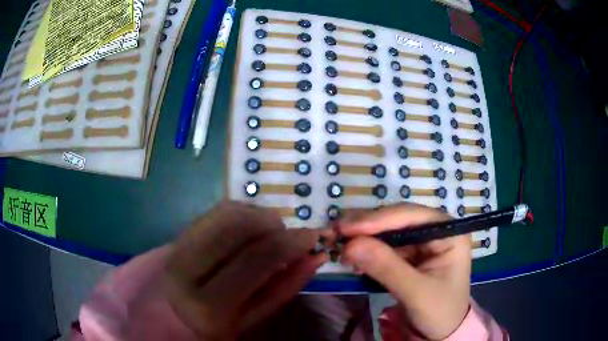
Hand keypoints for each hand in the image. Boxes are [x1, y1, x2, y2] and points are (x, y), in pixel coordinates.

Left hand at [165, 201, 326, 339]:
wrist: (171, 315)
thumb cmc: (216, 324)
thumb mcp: (253, 319)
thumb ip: (284, 288)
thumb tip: (315, 257)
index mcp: (209, 306)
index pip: (255, 260)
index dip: (289, 242)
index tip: (312, 235)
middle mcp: (186, 271)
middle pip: (237, 226)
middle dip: (272, 223)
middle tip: (286, 234)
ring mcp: (176, 248)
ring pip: (225, 212)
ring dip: (256, 216)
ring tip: (267, 232)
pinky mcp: (177, 235)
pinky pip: (214, 212)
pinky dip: (240, 213)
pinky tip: (247, 229)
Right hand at [338, 204, 470, 339]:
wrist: (441, 331)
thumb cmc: (439, 311)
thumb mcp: (416, 292)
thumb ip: (386, 268)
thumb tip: (350, 245)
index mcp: (448, 232)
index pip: (411, 216)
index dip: (378, 219)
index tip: (346, 228)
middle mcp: (435, 230)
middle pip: (397, 219)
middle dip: (366, 227)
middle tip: (334, 232)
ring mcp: (421, 242)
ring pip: (387, 231)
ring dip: (362, 237)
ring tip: (338, 244)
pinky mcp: (409, 254)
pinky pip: (384, 246)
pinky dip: (366, 250)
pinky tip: (352, 258)